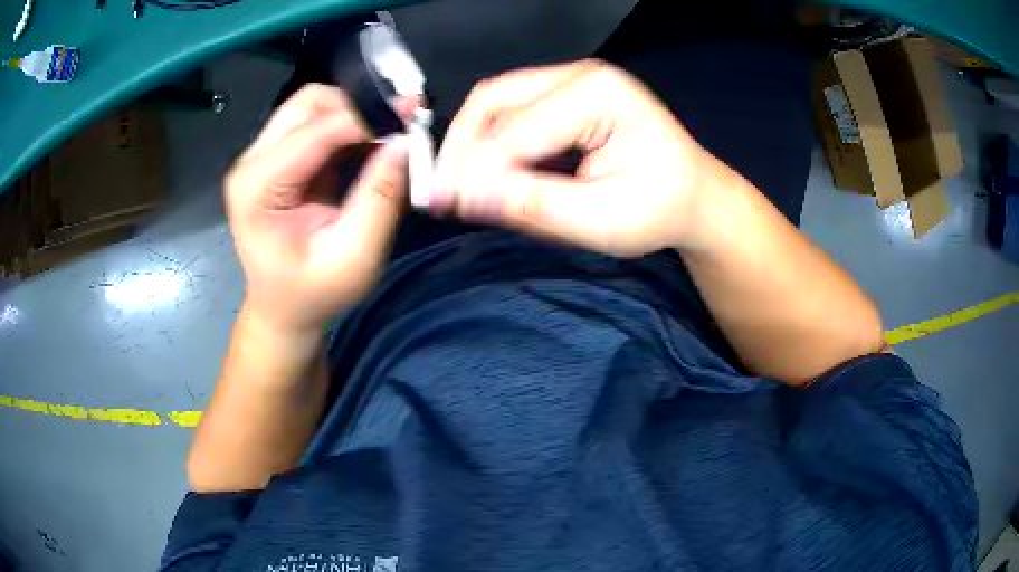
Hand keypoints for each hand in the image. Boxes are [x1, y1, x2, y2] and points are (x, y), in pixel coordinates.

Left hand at [225, 84, 408, 336]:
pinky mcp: (277, 158)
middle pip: (308, 104)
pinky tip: (370, 143)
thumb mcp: (354, 258)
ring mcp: (261, 157)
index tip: (412, 115)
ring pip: (312, 106)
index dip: (365, 117)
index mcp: (257, 188)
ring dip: (353, 113)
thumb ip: (380, 199)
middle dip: (357, 106)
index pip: (315, 131)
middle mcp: (252, 163)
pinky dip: (347, 126)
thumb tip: (405, 143)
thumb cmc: (313, 293)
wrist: (283, 308)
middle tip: (399, 124)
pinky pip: (315, 123)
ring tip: (388, 133)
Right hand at [434, 60, 736, 257]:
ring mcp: (571, 81)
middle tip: (442, 192)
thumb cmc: (660, 211)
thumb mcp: (602, 219)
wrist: (693, 197)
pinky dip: (489, 142)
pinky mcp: (564, 96)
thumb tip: (465, 196)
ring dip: (470, 143)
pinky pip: (510, 112)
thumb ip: (533, 204)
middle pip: (495, 98)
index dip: (475, 167)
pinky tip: (483, 173)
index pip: (518, 127)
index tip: (443, 203)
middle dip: (461, 146)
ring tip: (457, 186)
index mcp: (600, 94)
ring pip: (496, 102)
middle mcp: (581, 75)